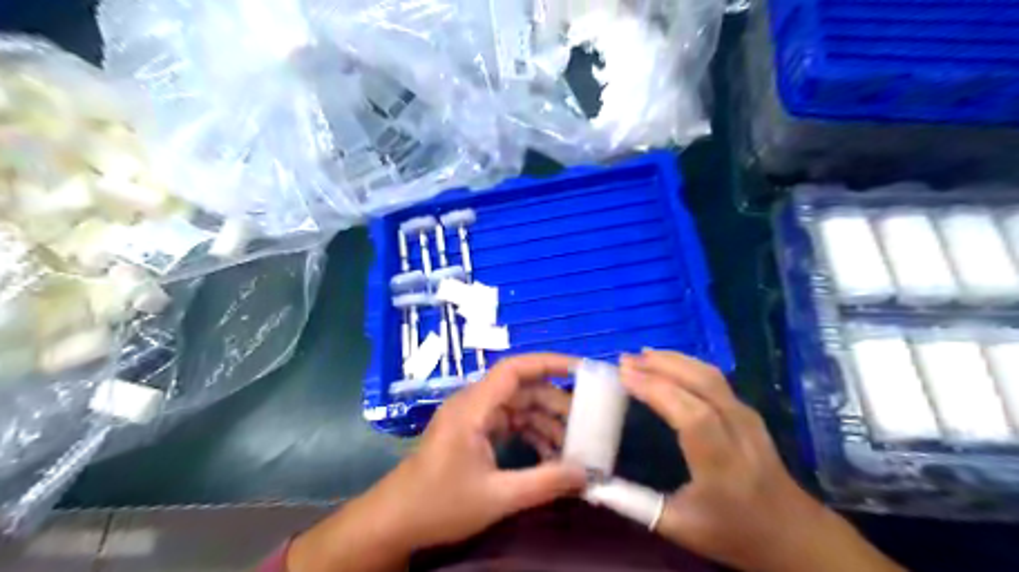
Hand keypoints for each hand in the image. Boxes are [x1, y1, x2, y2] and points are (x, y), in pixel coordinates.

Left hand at [290, 352, 585, 571]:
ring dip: (544, 421)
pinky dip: (530, 433)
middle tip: (586, 423)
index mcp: (473, 408)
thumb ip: (544, 483)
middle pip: (521, 389)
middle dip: (554, 403)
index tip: (581, 370)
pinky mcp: (473, 431)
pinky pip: (508, 422)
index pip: (514, 369)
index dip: (549, 363)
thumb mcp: (497, 497)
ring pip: (517, 406)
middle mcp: (473, 403)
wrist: (395, 520)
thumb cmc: (439, 504)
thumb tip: (585, 473)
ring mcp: (472, 417)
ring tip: (572, 445)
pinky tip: (549, 454)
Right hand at [617, 351, 901, 571]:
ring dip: (674, 360)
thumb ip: (635, 503)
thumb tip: (594, 482)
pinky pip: (715, 379)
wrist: (794, 534)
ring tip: (641, 355)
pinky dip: (687, 365)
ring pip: (710, 376)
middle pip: (702, 385)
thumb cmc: (734, 533)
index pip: (691, 415)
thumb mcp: (680, 527)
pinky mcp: (748, 412)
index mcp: (722, 466)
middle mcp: (739, 433)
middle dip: (661, 366)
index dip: (656, 389)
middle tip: (625, 359)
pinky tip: (669, 364)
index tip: (623, 374)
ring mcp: (748, 418)